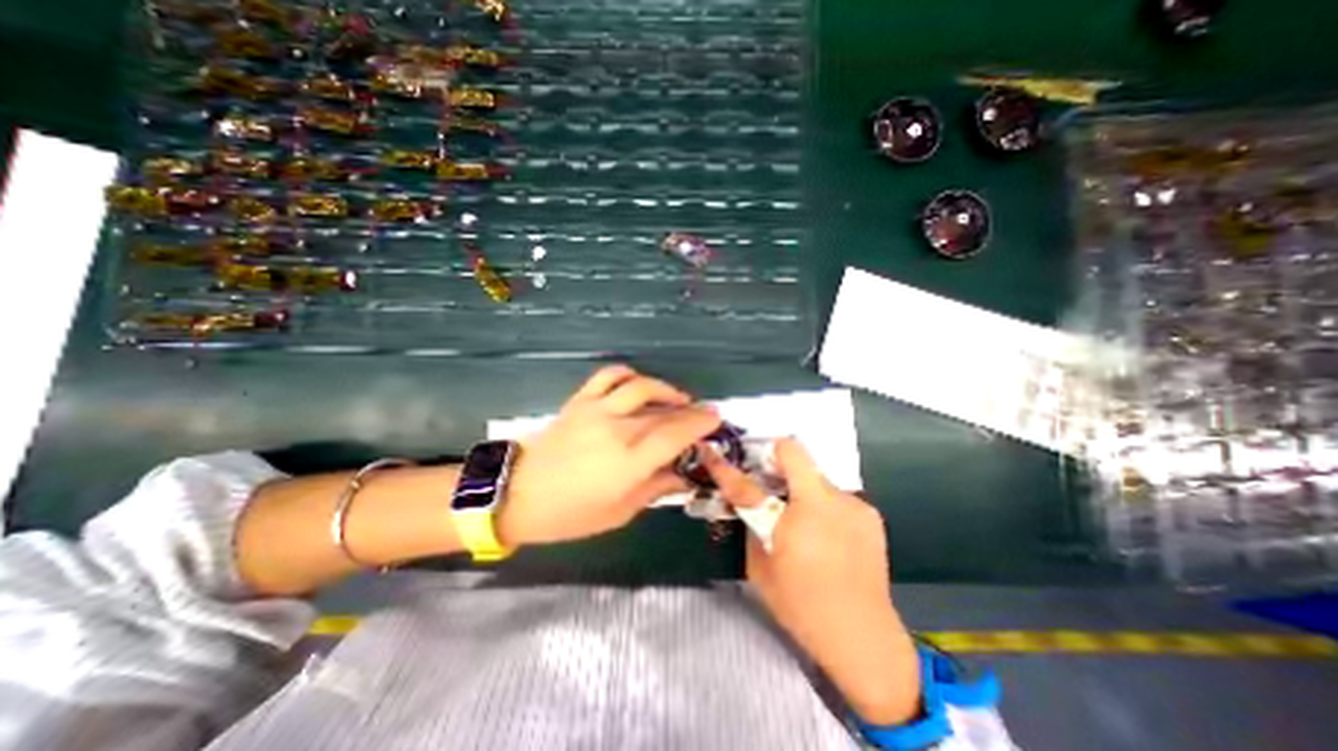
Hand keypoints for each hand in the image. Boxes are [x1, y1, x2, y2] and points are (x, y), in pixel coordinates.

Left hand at [499, 366, 721, 548]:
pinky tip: (638, 384)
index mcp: (628, 463)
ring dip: (664, 389)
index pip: (675, 434)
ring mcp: (596, 410)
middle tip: (701, 414)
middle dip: (689, 410)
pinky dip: (629, 374)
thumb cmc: (570, 514)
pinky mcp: (580, 401)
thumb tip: (684, 475)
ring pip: (640, 386)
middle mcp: (616, 430)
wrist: (517, 494)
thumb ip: (655, 488)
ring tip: (676, 398)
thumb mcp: (619, 513)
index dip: (700, 424)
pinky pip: (608, 376)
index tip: (716, 419)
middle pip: (663, 411)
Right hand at [709, 442, 922, 724]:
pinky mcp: (869, 512)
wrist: (863, 636)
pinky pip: (835, 496)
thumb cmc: (802, 606)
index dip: (727, 470)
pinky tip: (827, 534)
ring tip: (803, 519)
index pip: (748, 486)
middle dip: (774, 459)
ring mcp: (852, 503)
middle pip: (794, 453)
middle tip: (766, 477)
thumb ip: (752, 528)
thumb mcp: (761, 570)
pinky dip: (824, 505)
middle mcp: (826, 501)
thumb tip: (746, 503)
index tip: (714, 456)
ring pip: (816, 476)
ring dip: (802, 489)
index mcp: (793, 522)